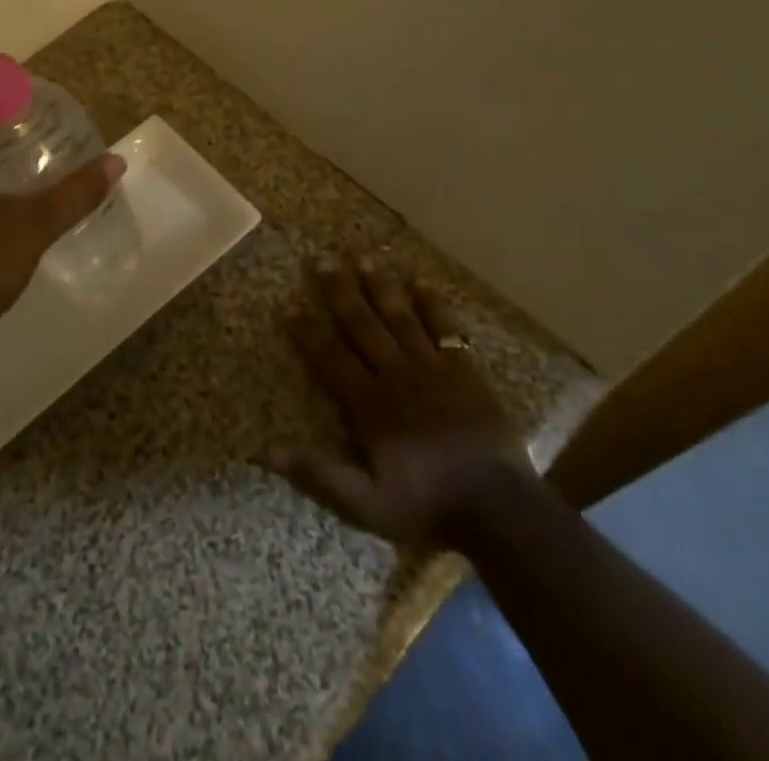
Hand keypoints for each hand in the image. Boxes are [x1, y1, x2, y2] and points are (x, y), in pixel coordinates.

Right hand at [272, 257, 532, 547]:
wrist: (500, 510)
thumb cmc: (428, 507)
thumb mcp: (366, 503)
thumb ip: (318, 473)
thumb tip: (267, 451)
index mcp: (370, 403)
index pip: (331, 358)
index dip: (308, 333)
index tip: (290, 309)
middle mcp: (397, 374)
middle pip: (362, 325)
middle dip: (340, 292)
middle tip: (322, 260)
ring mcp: (433, 369)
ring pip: (400, 318)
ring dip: (381, 287)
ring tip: (365, 258)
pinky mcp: (465, 372)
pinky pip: (446, 330)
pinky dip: (433, 305)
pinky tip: (423, 283)